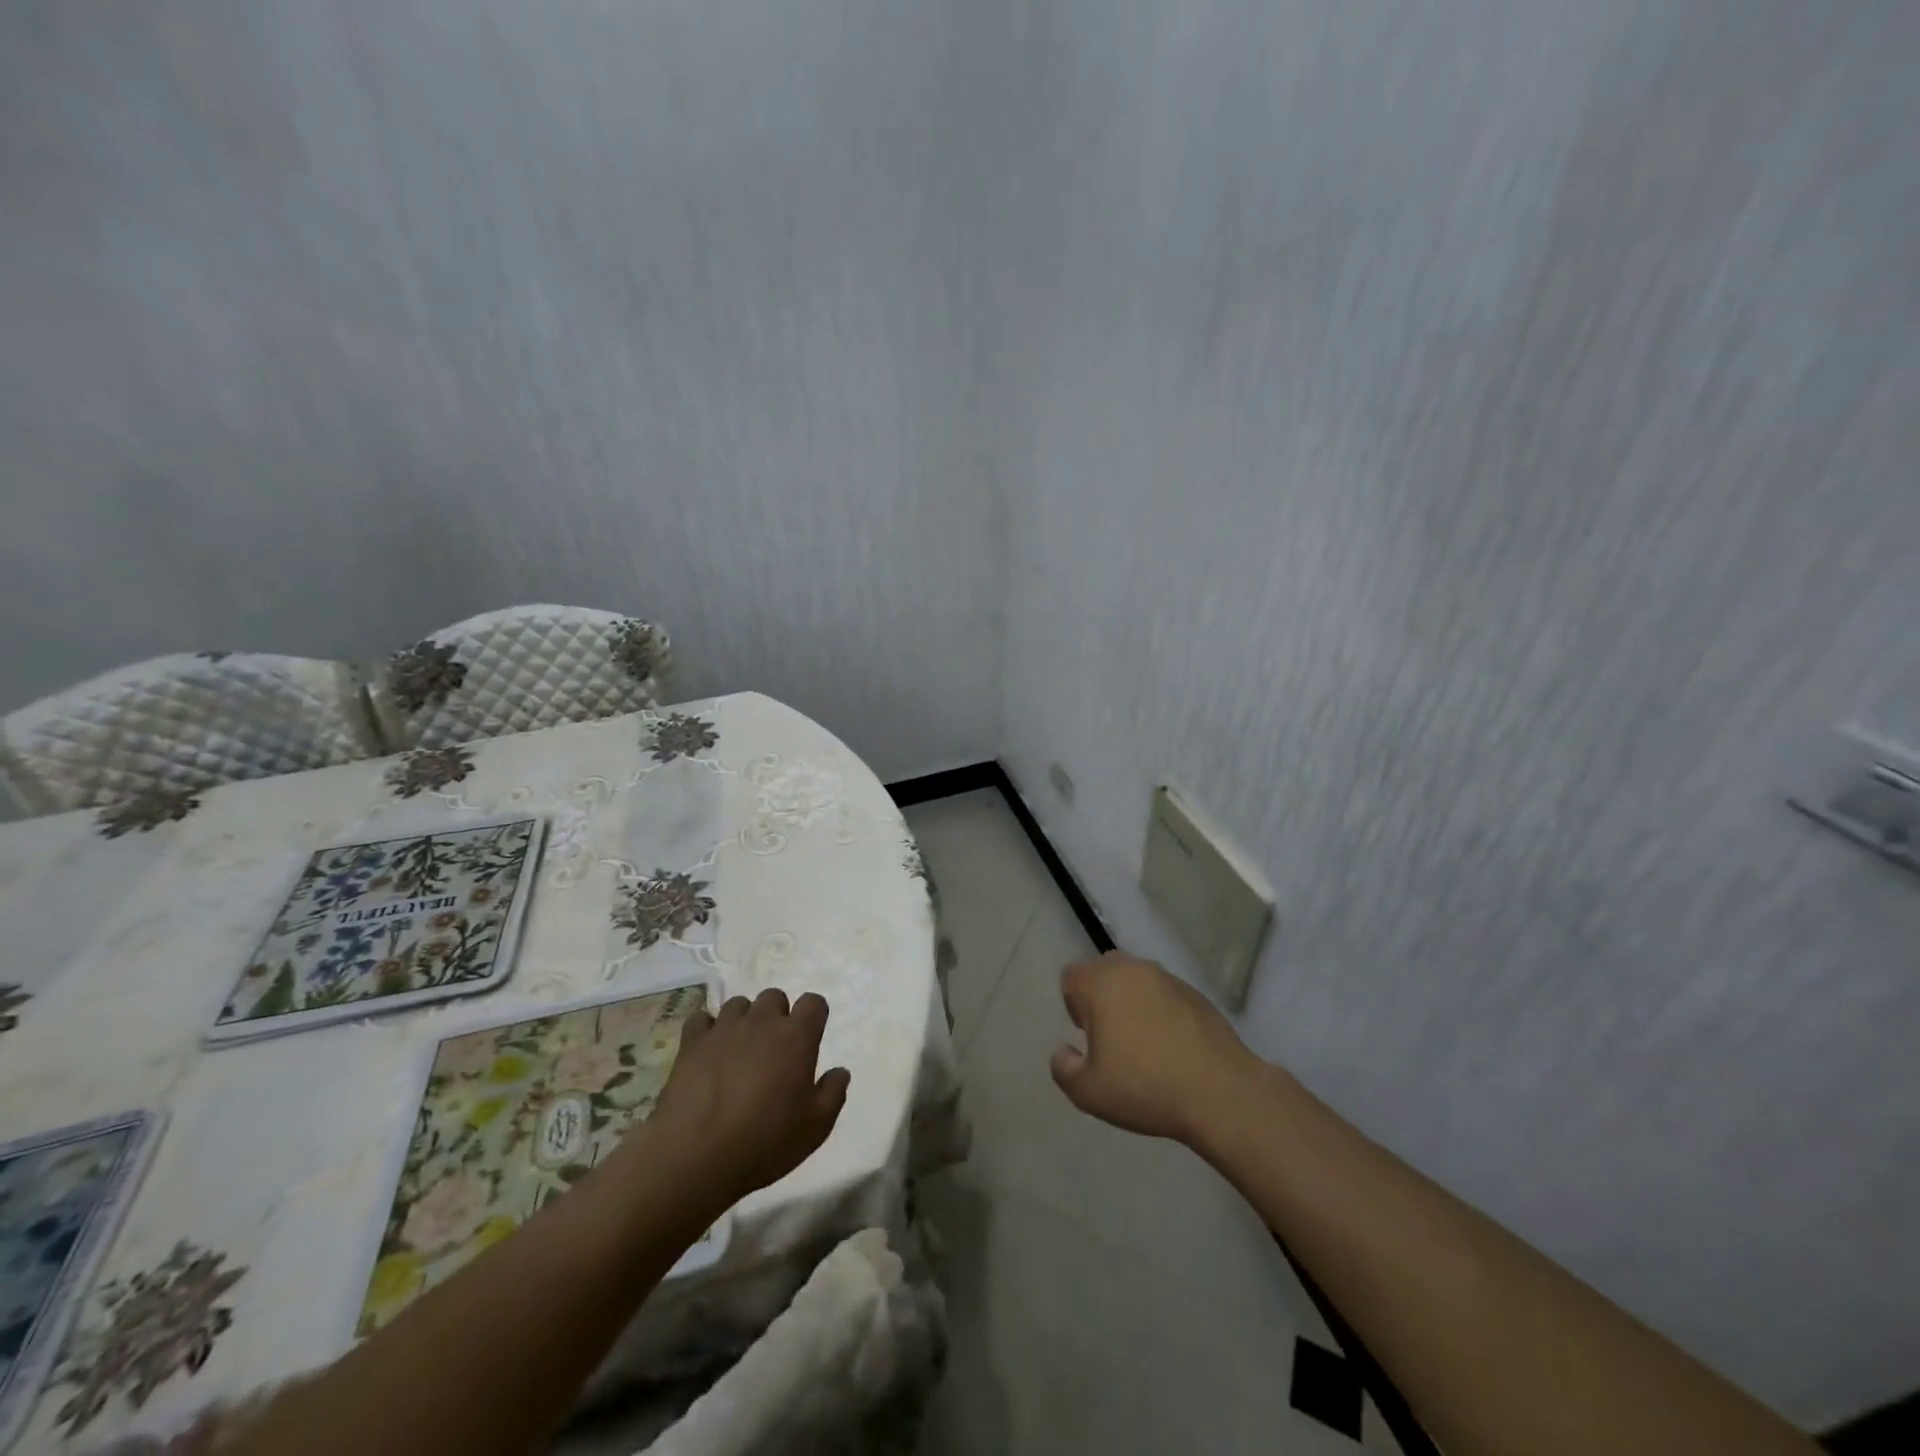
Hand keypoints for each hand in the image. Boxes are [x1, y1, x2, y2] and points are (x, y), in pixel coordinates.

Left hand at [646, 989, 850, 1207]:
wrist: (695, 1157)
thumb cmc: (764, 1142)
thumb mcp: (815, 1128)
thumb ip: (833, 1093)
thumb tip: (840, 1071)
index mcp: (796, 1037)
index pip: (814, 1002)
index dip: (814, 1016)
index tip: (810, 1038)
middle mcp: (762, 1022)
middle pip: (774, 997)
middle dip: (777, 1016)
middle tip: (773, 1050)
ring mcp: (724, 1028)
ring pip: (739, 1004)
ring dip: (744, 1021)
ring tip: (739, 1051)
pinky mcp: (692, 1042)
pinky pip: (702, 1019)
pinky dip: (707, 1030)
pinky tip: (708, 1052)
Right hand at [1050, 951, 1263, 1145]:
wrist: (1221, 1093)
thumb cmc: (1146, 1087)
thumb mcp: (1088, 1092)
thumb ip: (1063, 1068)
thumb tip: (1063, 1051)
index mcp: (1102, 983)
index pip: (1072, 975)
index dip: (1073, 1004)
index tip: (1087, 1036)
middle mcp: (1133, 969)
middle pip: (1103, 969)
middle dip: (1100, 997)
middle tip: (1110, 1038)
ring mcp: (1168, 978)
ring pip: (1135, 979)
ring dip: (1131, 1001)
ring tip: (1142, 1043)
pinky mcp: (1195, 993)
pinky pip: (1164, 992)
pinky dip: (1159, 1009)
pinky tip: (1171, 1045)